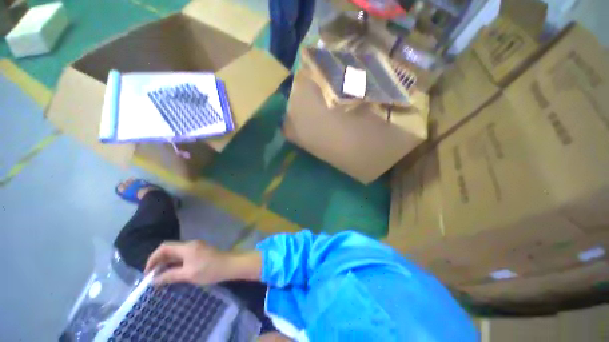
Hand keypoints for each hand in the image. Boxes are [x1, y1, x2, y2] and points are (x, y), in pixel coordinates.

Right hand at [145, 241, 231, 285]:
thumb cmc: (209, 270)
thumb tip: (154, 280)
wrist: (230, 265)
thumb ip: (170, 276)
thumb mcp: (188, 275)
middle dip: (159, 262)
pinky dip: (176, 264)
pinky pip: (184, 256)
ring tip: (161, 277)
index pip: (164, 248)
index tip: (147, 272)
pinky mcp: (201, 252)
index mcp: (187, 247)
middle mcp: (191, 244)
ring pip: (177, 254)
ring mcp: (197, 248)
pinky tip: (174, 274)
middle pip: (170, 250)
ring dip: (168, 263)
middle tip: (153, 277)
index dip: (153, 258)